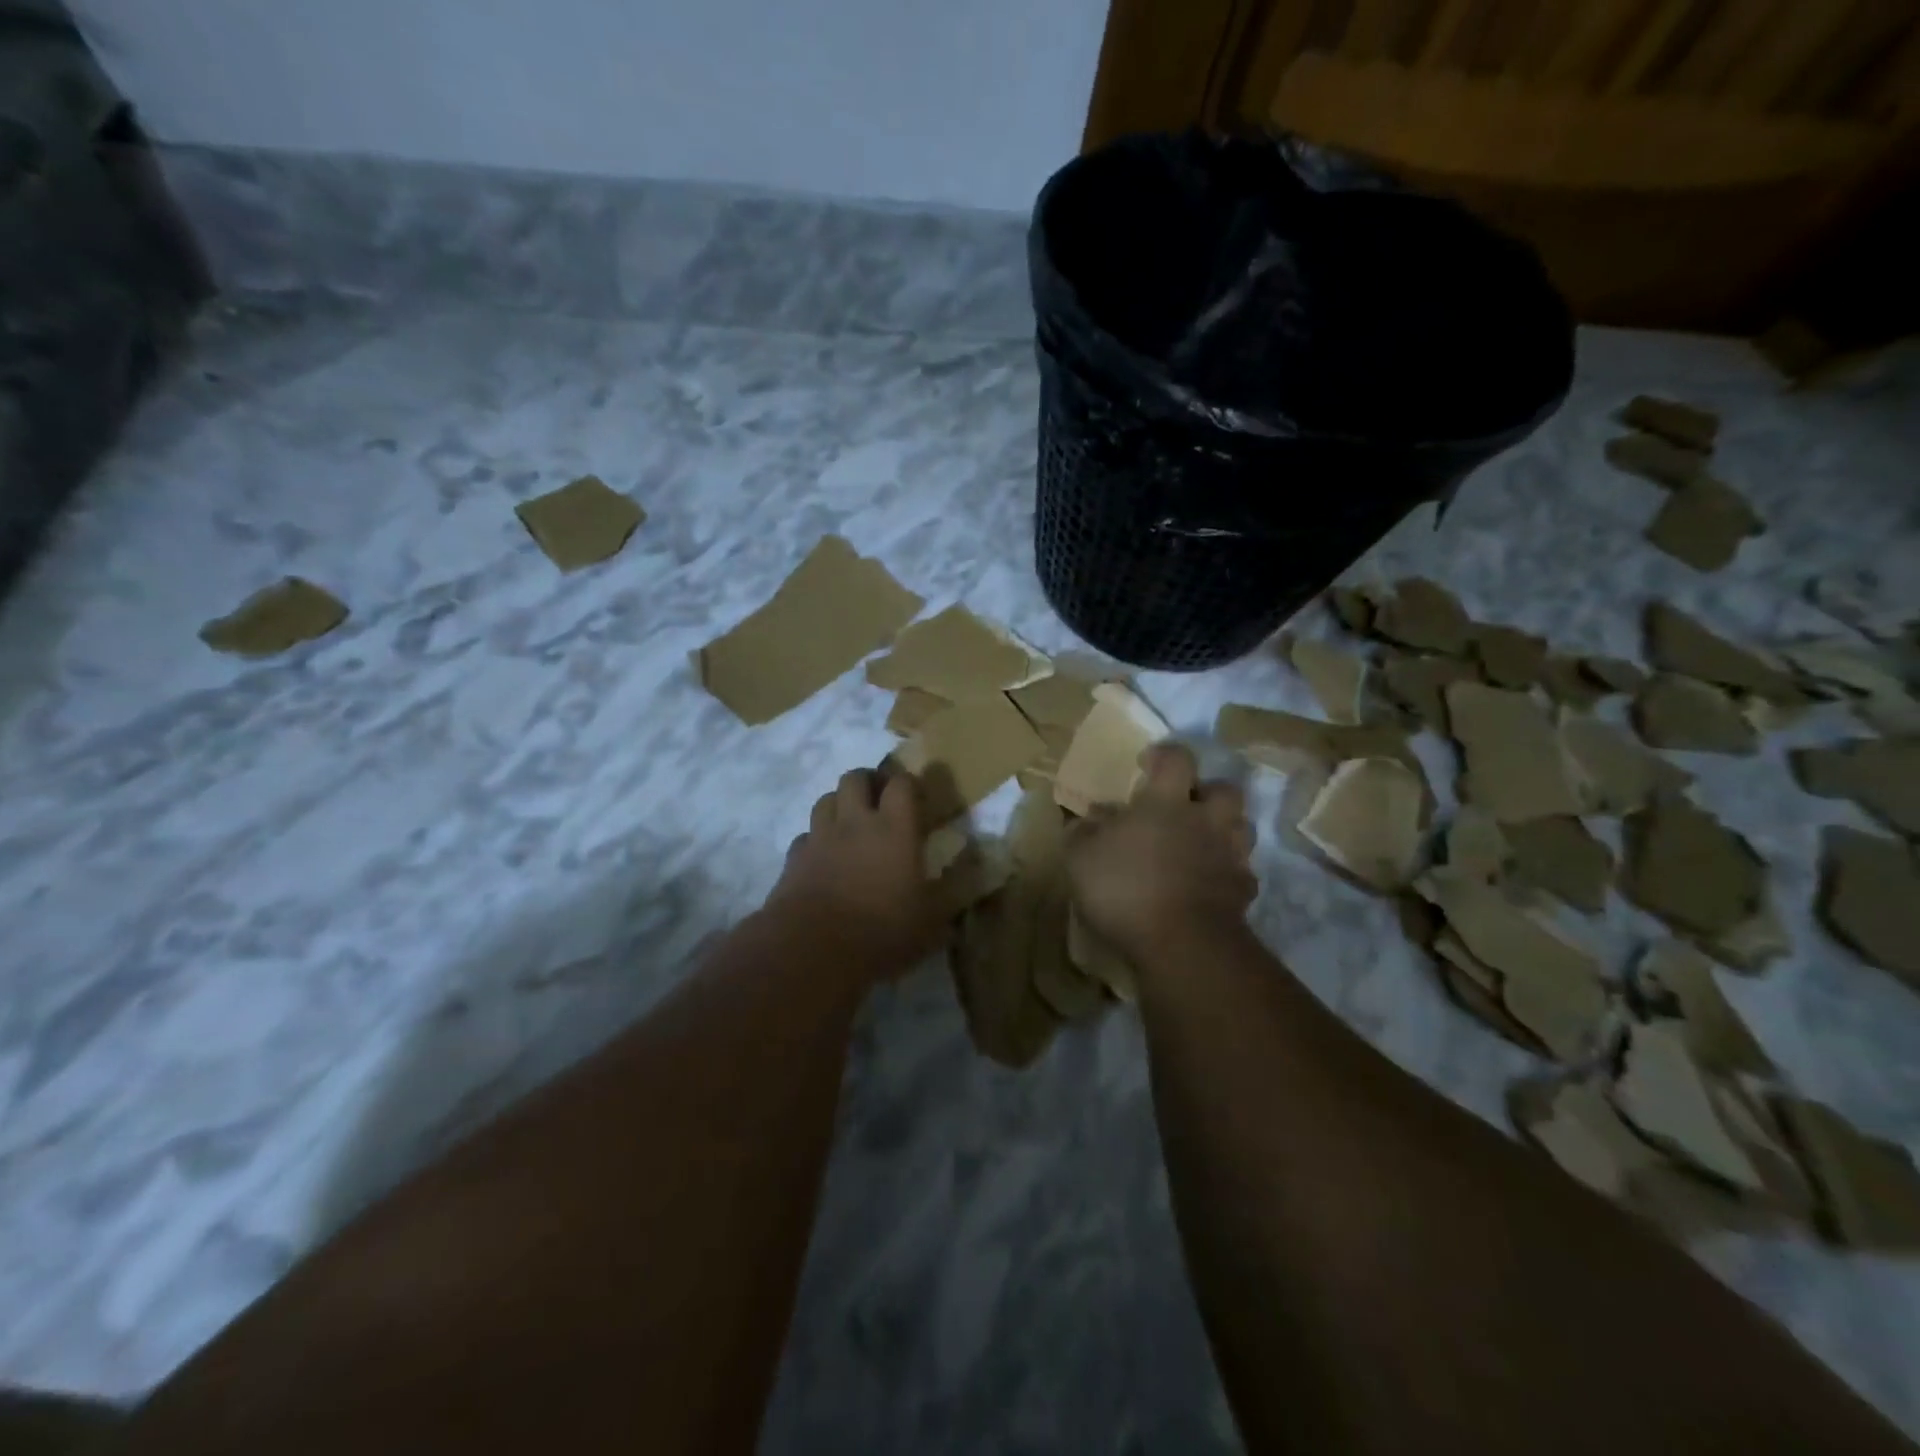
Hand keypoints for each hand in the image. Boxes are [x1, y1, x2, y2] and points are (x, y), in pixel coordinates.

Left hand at [765, 768, 943, 978]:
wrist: (813, 951)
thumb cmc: (881, 932)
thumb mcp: (931, 922)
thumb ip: (949, 894)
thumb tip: (972, 876)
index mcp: (894, 829)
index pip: (901, 784)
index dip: (908, 783)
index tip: (916, 796)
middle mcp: (855, 823)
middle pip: (855, 778)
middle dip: (868, 782)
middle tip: (879, 801)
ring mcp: (820, 838)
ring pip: (826, 800)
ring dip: (839, 805)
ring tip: (850, 824)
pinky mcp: (794, 859)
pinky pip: (805, 836)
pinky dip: (815, 840)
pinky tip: (823, 858)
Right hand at [1066, 743, 1256, 964]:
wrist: (1183, 943)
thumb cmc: (1126, 889)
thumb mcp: (1081, 859)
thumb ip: (1083, 832)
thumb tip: (1090, 817)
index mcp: (1166, 803)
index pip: (1176, 759)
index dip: (1165, 755)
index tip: (1149, 762)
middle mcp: (1205, 821)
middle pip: (1224, 789)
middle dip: (1207, 791)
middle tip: (1185, 806)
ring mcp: (1230, 855)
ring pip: (1241, 828)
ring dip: (1224, 830)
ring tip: (1201, 843)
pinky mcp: (1243, 891)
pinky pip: (1241, 872)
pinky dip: (1228, 873)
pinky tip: (1210, 884)